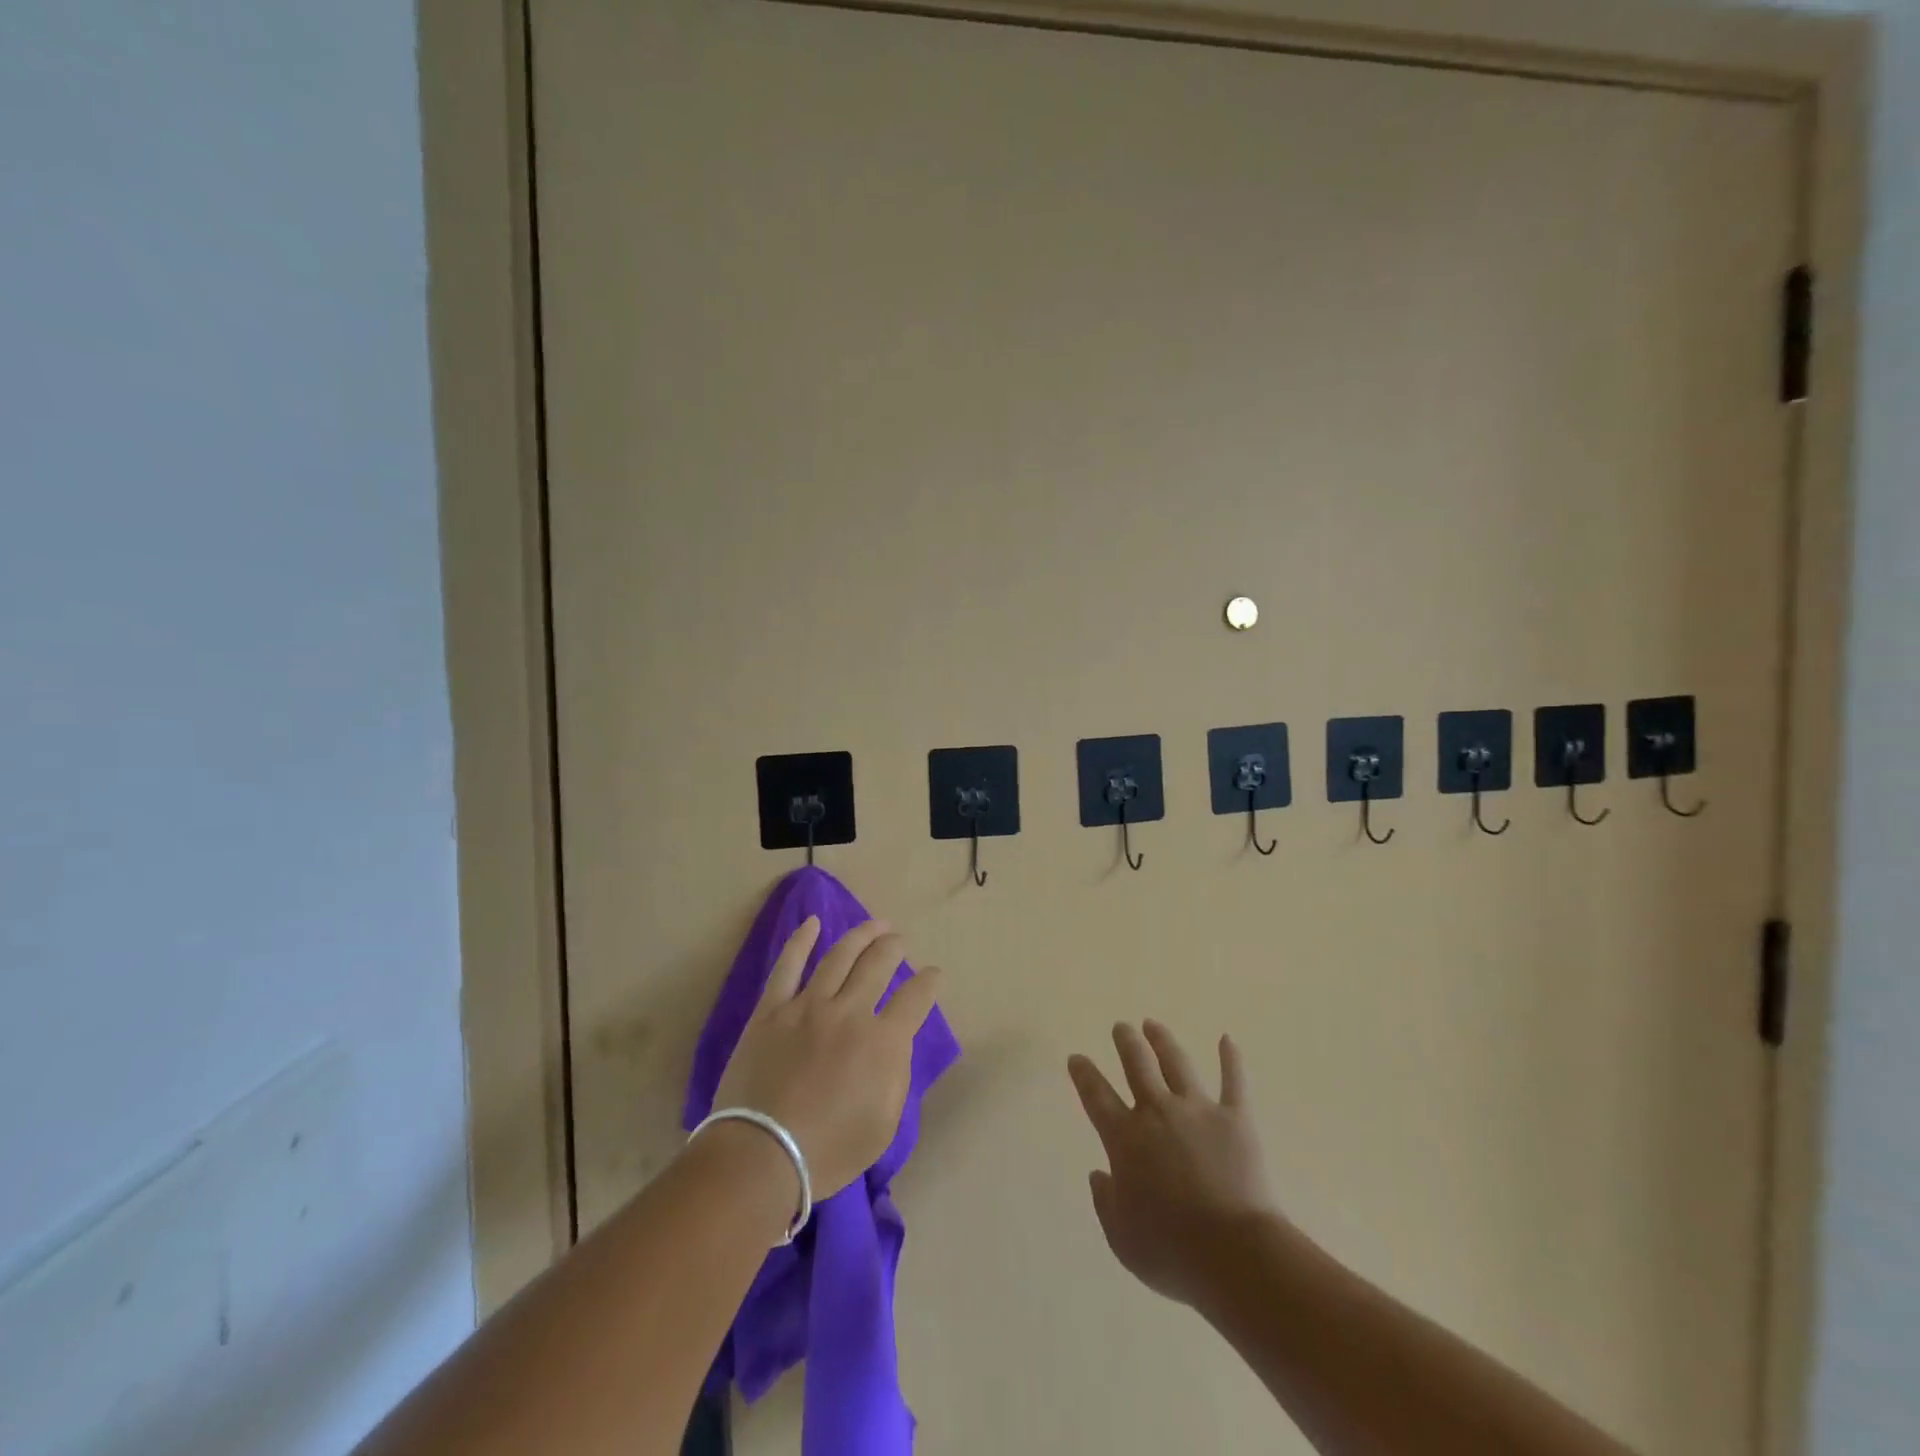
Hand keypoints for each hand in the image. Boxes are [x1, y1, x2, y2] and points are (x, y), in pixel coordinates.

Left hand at [712, 918, 942, 1202]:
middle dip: (894, 948)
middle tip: (899, 941)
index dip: (929, 982)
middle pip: (878, 964)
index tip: (934, 975)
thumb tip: (894, 1043)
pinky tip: (812, 922)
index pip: (915, 998)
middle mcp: (850, 1012)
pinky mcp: (773, 1009)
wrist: (762, 1155)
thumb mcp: (884, 1125)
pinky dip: (801, 940)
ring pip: (840, 956)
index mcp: (883, 1042)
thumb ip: (896, 1076)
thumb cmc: (829, 1151)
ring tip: (875, 924)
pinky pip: (788, 965)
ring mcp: (808, 1006)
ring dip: (861, 935)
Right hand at [1069, 1021, 1277, 1309]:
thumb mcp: (1122, 1239)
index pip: (1096, 1095)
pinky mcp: (1236, 1119)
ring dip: (1163, 1041)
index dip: (1083, 1074)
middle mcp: (1157, 1112)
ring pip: (1176, 1063)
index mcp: (1125, 1139)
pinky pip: (1233, 1082)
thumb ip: (1105, 1203)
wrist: (1235, 1255)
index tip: (1076, 1058)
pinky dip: (1231, 1059)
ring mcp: (1198, 1111)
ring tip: (1153, 1025)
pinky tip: (1227, 1039)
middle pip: (1137, 1064)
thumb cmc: (1172, 1253)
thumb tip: (1099, 1174)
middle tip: (1121, 1027)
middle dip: (1126, 1041)